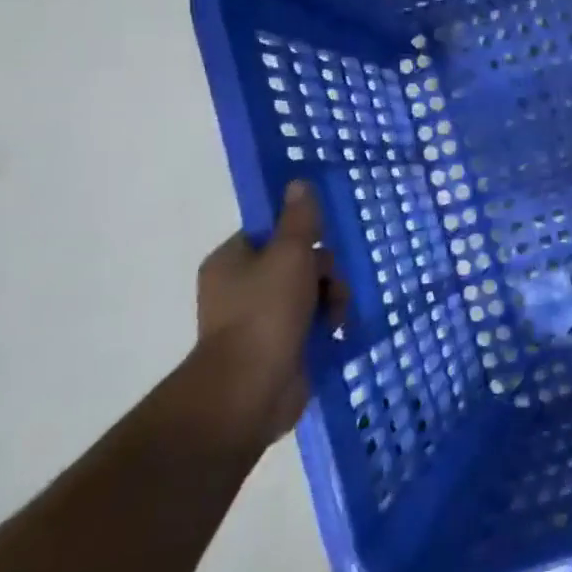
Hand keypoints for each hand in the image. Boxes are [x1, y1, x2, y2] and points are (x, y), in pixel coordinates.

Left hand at [195, 181, 345, 443]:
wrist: (251, 389)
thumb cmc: (266, 312)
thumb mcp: (289, 254)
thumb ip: (299, 219)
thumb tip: (298, 182)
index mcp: (232, 261)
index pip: (271, 233)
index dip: (300, 234)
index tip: (321, 241)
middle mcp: (242, 288)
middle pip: (297, 262)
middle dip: (324, 271)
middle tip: (330, 283)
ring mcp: (261, 320)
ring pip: (311, 292)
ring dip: (332, 298)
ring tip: (336, 316)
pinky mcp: (281, 346)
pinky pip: (313, 322)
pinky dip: (328, 324)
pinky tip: (338, 331)